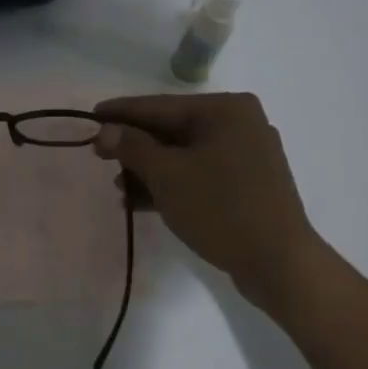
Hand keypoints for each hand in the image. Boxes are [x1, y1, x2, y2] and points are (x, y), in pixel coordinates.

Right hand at [94, 93, 315, 313]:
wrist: (277, 262)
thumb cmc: (220, 208)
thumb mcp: (167, 175)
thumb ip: (132, 147)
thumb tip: (106, 130)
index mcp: (225, 110)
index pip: (160, 106)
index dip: (121, 112)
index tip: (90, 116)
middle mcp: (239, 124)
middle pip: (172, 129)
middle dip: (134, 147)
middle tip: (98, 155)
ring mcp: (246, 156)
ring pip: (184, 155)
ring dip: (148, 170)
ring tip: (117, 187)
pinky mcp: (247, 185)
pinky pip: (199, 175)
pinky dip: (171, 185)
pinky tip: (140, 202)